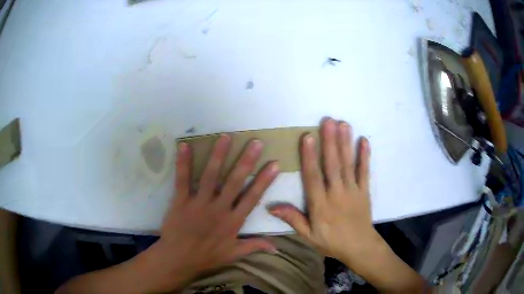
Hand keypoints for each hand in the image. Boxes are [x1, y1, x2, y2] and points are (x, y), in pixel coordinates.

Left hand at [140, 134, 279, 291]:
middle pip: (234, 181)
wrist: (179, 259)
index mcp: (233, 221)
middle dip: (246, 161)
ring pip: (210, 175)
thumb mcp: (234, 254)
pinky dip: (183, 162)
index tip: (274, 164)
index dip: (264, 180)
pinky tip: (184, 145)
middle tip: (255, 142)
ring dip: (218, 155)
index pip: (252, 197)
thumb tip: (276, 247)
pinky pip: (182, 180)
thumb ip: (254, 246)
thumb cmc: (207, 257)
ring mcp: (199, 203)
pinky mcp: (181, 201)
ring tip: (225, 137)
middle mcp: (218, 208)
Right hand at [269, 118, 425, 292]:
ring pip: (348, 165)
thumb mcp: (308, 236)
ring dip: (345, 143)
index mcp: (321, 205)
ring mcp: (353, 191)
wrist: (360, 248)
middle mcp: (337, 194)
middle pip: (332, 165)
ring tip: (343, 124)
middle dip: (330, 142)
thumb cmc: (332, 242)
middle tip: (328, 121)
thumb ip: (293, 219)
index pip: (313, 177)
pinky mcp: (365, 191)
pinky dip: (365, 156)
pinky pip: (365, 172)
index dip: (309, 157)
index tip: (307, 137)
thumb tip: (271, 207)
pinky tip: (364, 140)